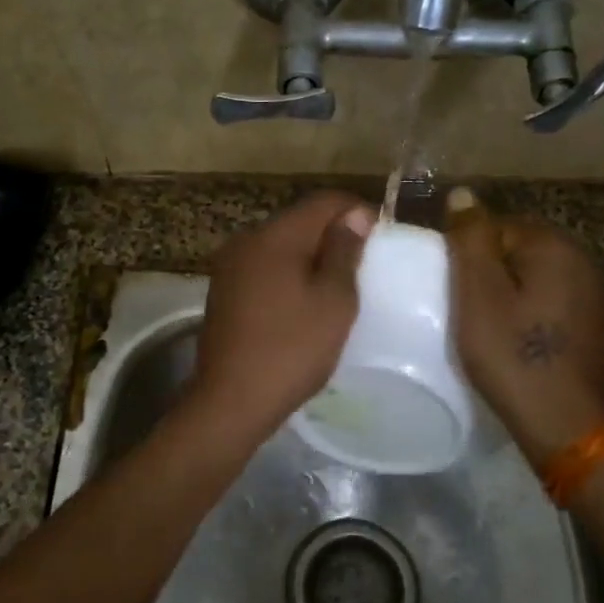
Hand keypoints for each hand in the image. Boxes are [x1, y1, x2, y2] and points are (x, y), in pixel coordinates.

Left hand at [188, 193, 374, 448]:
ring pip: (280, 244)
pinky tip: (302, 300)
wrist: (230, 400)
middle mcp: (246, 240)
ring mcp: (229, 265)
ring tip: (336, 283)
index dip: (356, 210)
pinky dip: (287, 273)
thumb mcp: (333, 301)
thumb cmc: (291, 349)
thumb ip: (344, 251)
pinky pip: (263, 267)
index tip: (380, 234)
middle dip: (332, 233)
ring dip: (309, 255)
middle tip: (362, 263)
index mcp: (274, 235)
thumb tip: (354, 215)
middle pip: (298, 220)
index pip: (323, 201)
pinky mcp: (223, 290)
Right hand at [445, 187, 603, 466]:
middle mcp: (580, 259)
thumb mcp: (478, 293)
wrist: (564, 424)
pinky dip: (523, 309)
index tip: (449, 287)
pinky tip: (510, 336)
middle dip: (485, 271)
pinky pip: (545, 298)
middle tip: (460, 307)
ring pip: (529, 275)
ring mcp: (590, 292)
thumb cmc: (512, 354)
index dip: (465, 253)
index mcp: (554, 245)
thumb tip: (463, 194)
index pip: (494, 226)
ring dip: (504, 291)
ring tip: (481, 323)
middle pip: (514, 248)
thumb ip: (470, 238)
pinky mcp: (589, 321)